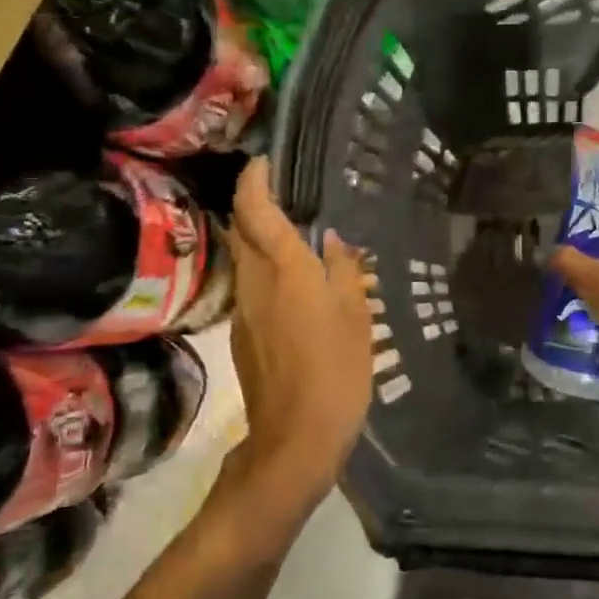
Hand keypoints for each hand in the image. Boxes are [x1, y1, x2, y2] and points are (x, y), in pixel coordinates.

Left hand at [215, 158, 372, 538]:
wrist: (296, 437)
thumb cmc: (336, 370)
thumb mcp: (356, 315)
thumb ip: (343, 270)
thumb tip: (332, 241)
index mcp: (284, 270)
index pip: (255, 209)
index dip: (255, 179)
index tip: (266, 161)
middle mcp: (255, 282)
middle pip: (242, 229)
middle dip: (255, 203)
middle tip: (287, 194)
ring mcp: (244, 310)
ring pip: (245, 258)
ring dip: (262, 239)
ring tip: (297, 235)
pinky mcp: (243, 335)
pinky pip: (252, 287)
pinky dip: (267, 271)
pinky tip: (296, 283)